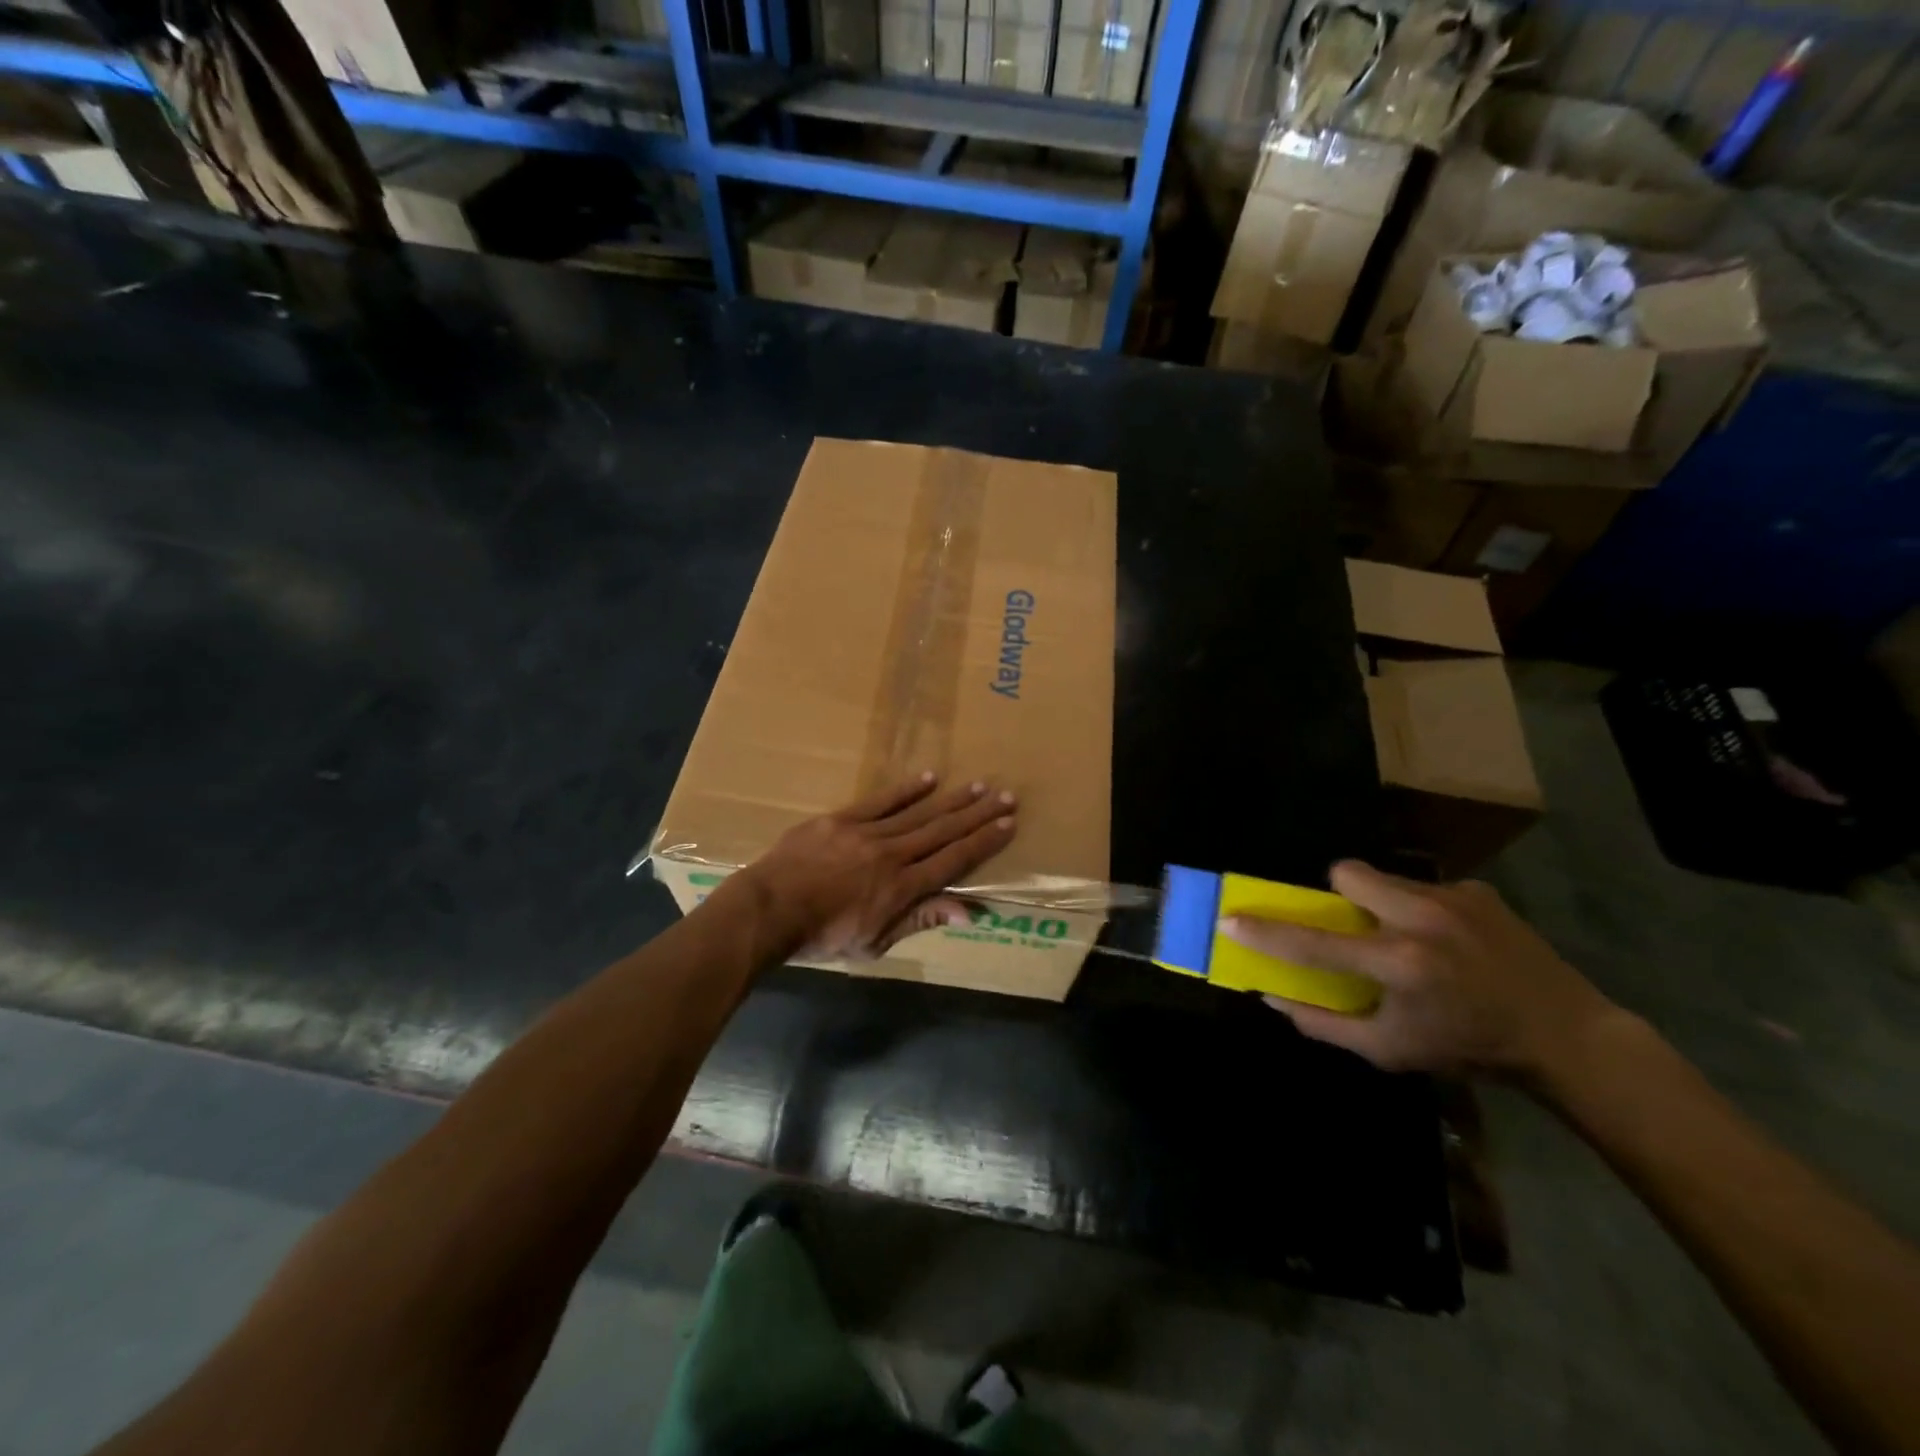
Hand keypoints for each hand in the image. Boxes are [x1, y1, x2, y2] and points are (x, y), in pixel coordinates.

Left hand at [733, 773, 1016, 959]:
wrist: (768, 910)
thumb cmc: (822, 937)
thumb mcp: (875, 943)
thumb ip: (921, 920)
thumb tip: (970, 912)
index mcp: (902, 889)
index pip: (953, 861)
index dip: (983, 842)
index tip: (1008, 825)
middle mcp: (893, 855)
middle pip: (943, 831)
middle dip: (978, 814)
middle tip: (1006, 796)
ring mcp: (867, 833)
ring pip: (918, 813)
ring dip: (952, 799)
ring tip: (979, 785)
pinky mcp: (842, 819)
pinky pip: (881, 801)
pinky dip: (907, 790)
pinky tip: (930, 777)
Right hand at [1222, 861, 1618, 1080]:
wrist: (1566, 1036)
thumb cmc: (1468, 1048)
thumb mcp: (1391, 1051)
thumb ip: (1324, 1025)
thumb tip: (1272, 996)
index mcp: (1398, 964)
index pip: (1313, 942)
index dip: (1266, 931)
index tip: (1231, 918)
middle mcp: (1421, 920)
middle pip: (1347, 873)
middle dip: (1338, 895)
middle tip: (1353, 925)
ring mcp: (1453, 899)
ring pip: (1385, 877)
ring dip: (1380, 901)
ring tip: (1408, 937)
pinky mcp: (1478, 891)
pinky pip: (1425, 886)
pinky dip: (1422, 908)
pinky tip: (1450, 940)